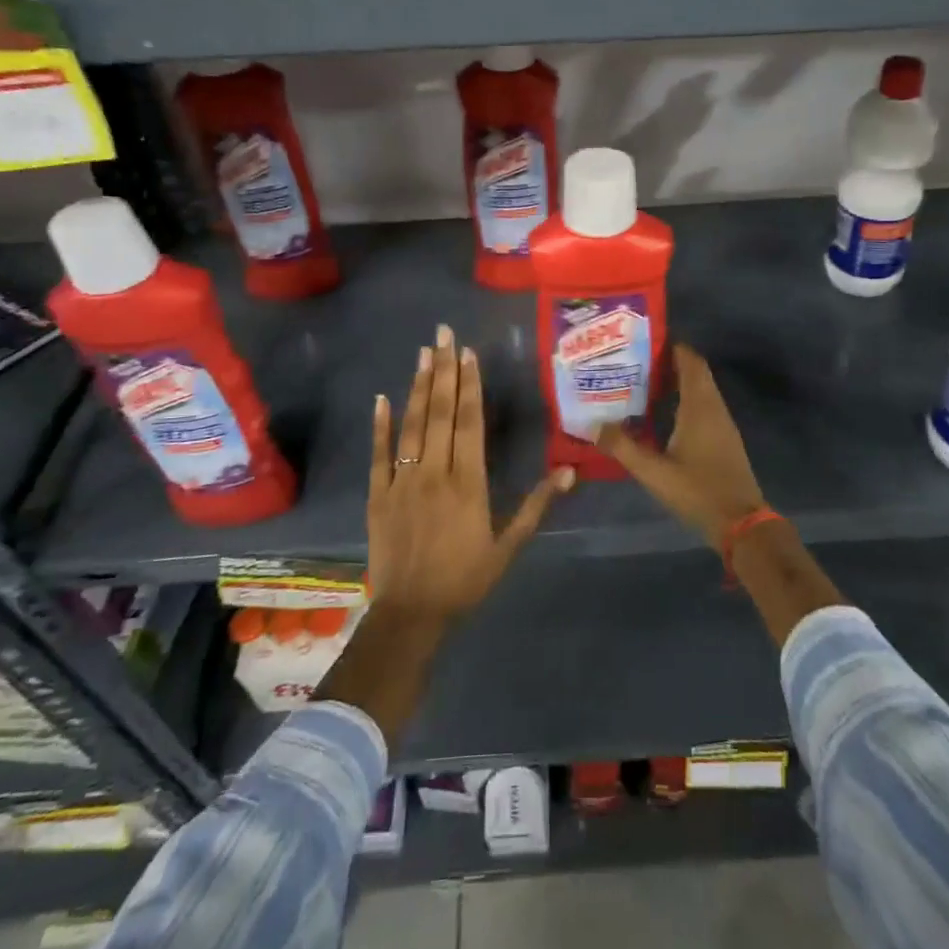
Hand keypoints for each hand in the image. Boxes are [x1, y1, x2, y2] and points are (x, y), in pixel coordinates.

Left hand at [367, 324, 575, 623]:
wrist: (411, 615)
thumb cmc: (465, 580)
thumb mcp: (508, 546)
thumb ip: (536, 505)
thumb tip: (570, 471)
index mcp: (468, 482)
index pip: (469, 422)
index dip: (469, 385)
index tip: (468, 353)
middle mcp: (435, 472)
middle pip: (439, 413)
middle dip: (443, 370)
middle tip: (443, 333)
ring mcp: (402, 481)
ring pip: (412, 425)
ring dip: (417, 387)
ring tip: (422, 353)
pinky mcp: (378, 495)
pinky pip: (380, 455)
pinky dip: (380, 426)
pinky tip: (382, 398)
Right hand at [597, 344, 768, 547]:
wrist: (740, 523)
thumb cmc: (698, 490)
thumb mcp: (653, 471)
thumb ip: (623, 447)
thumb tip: (594, 424)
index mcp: (700, 406)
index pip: (690, 361)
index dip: (672, 347)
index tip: (644, 341)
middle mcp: (714, 407)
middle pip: (695, 372)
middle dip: (669, 363)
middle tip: (636, 362)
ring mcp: (723, 424)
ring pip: (701, 390)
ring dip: (677, 382)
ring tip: (643, 384)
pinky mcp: (724, 439)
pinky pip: (704, 407)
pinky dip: (685, 401)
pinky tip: (663, 415)